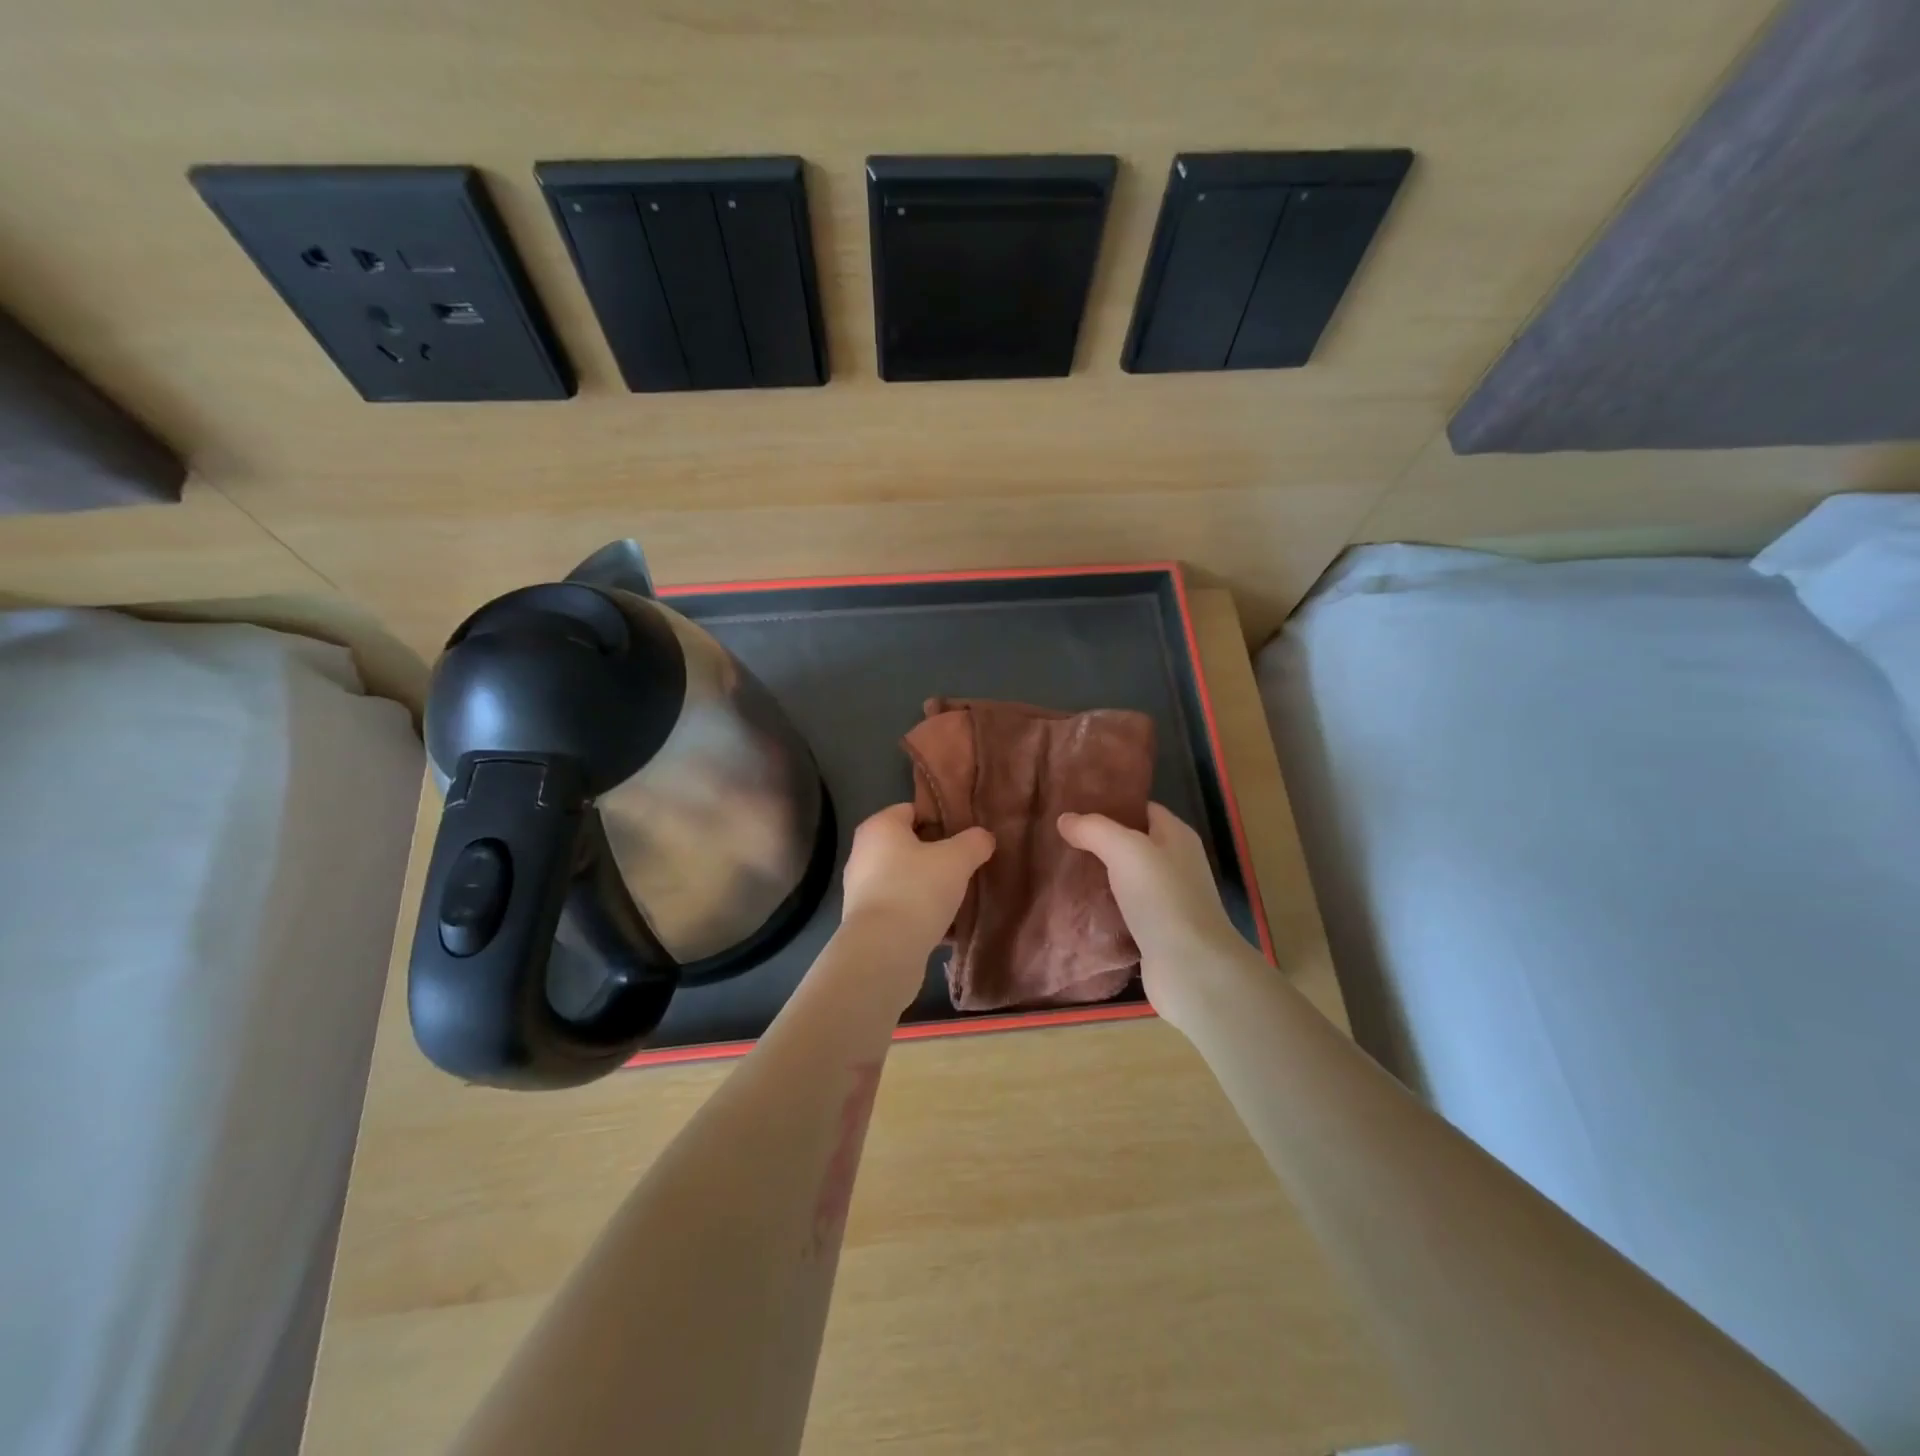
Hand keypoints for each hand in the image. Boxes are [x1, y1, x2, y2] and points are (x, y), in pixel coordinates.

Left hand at [837, 804, 994, 994]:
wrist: (883, 951)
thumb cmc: (917, 890)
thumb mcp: (957, 860)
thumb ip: (974, 842)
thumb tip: (983, 837)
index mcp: (879, 827)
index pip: (913, 810)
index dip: (941, 819)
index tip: (966, 836)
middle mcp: (863, 853)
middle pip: (909, 845)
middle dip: (938, 855)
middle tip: (967, 866)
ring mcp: (861, 889)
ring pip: (905, 878)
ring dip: (929, 886)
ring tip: (959, 897)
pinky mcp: (866, 920)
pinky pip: (900, 907)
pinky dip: (919, 912)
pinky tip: (945, 925)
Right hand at [1058, 803, 1256, 1033]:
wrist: (1191, 969)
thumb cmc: (1163, 898)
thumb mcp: (1126, 850)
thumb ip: (1094, 830)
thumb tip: (1065, 819)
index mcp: (1176, 836)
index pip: (1141, 808)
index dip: (1111, 804)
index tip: (1073, 805)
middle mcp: (1175, 864)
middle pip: (1132, 843)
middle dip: (1098, 840)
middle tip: (1058, 837)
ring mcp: (1167, 900)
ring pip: (1125, 878)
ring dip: (1098, 875)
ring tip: (1059, 867)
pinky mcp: (1155, 931)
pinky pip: (1123, 910)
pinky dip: (1102, 906)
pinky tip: (1075, 906)